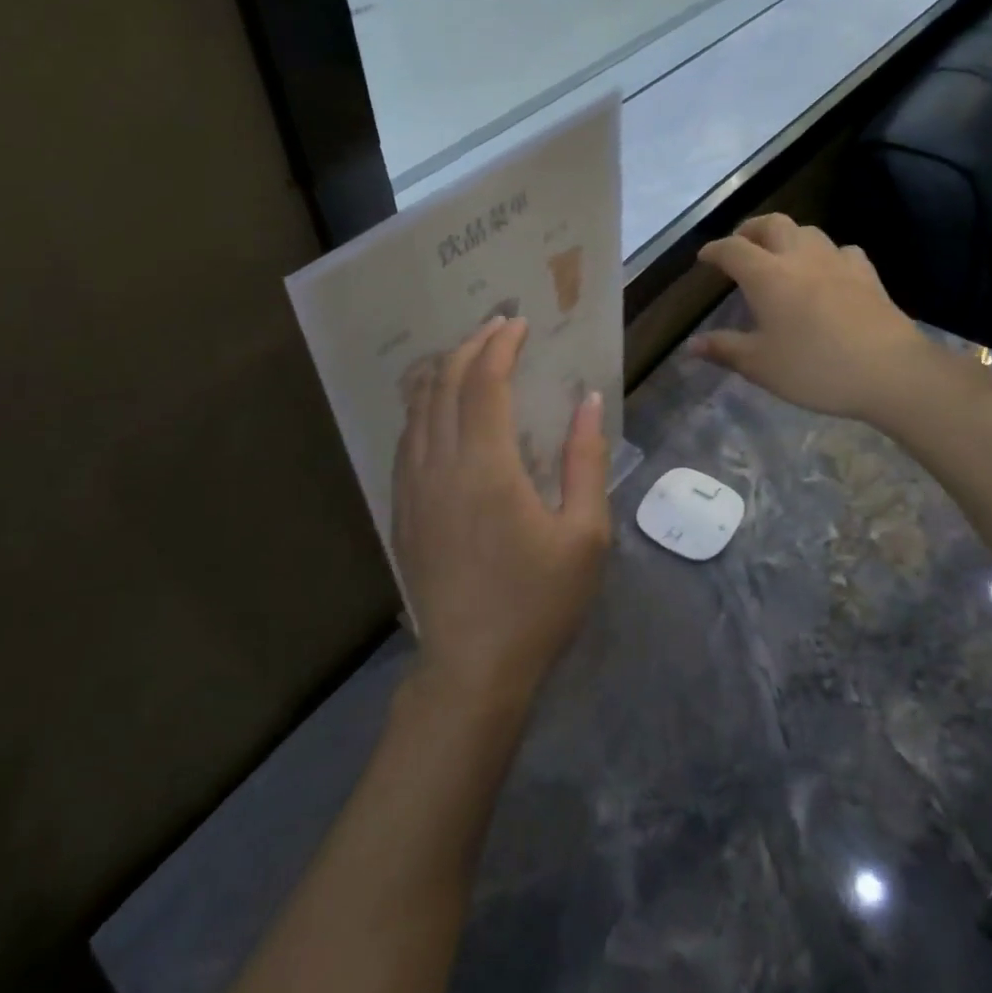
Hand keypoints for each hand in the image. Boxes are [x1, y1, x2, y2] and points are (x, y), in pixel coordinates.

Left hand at [393, 316, 611, 714]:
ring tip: (466, 354)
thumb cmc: (539, 602)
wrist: (472, 668)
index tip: (519, 324)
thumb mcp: (584, 534)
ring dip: (441, 372)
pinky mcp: (402, 510)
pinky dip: (423, 407)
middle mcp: (439, 465)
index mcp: (486, 466)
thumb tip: (589, 401)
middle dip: (469, 347)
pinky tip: (438, 408)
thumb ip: (586, 459)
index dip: (500, 345)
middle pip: (444, 384)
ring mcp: (412, 487)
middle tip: (496, 328)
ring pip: (416, 408)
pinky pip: (406, 439)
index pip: (484, 381)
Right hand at [692, 215, 966, 425]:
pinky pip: (841, 251)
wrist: (890, 370)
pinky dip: (825, 254)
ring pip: (807, 231)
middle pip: (771, 224)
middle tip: (740, 245)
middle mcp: (799, 257)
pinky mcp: (867, 274)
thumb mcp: (761, 365)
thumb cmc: (815, 367)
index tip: (704, 258)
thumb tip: (692, 345)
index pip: (732, 249)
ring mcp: (837, 261)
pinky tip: (827, 271)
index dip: (714, 250)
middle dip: (750, 229)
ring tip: (780, 255)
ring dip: (787, 236)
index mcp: (767, 275)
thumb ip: (725, 349)